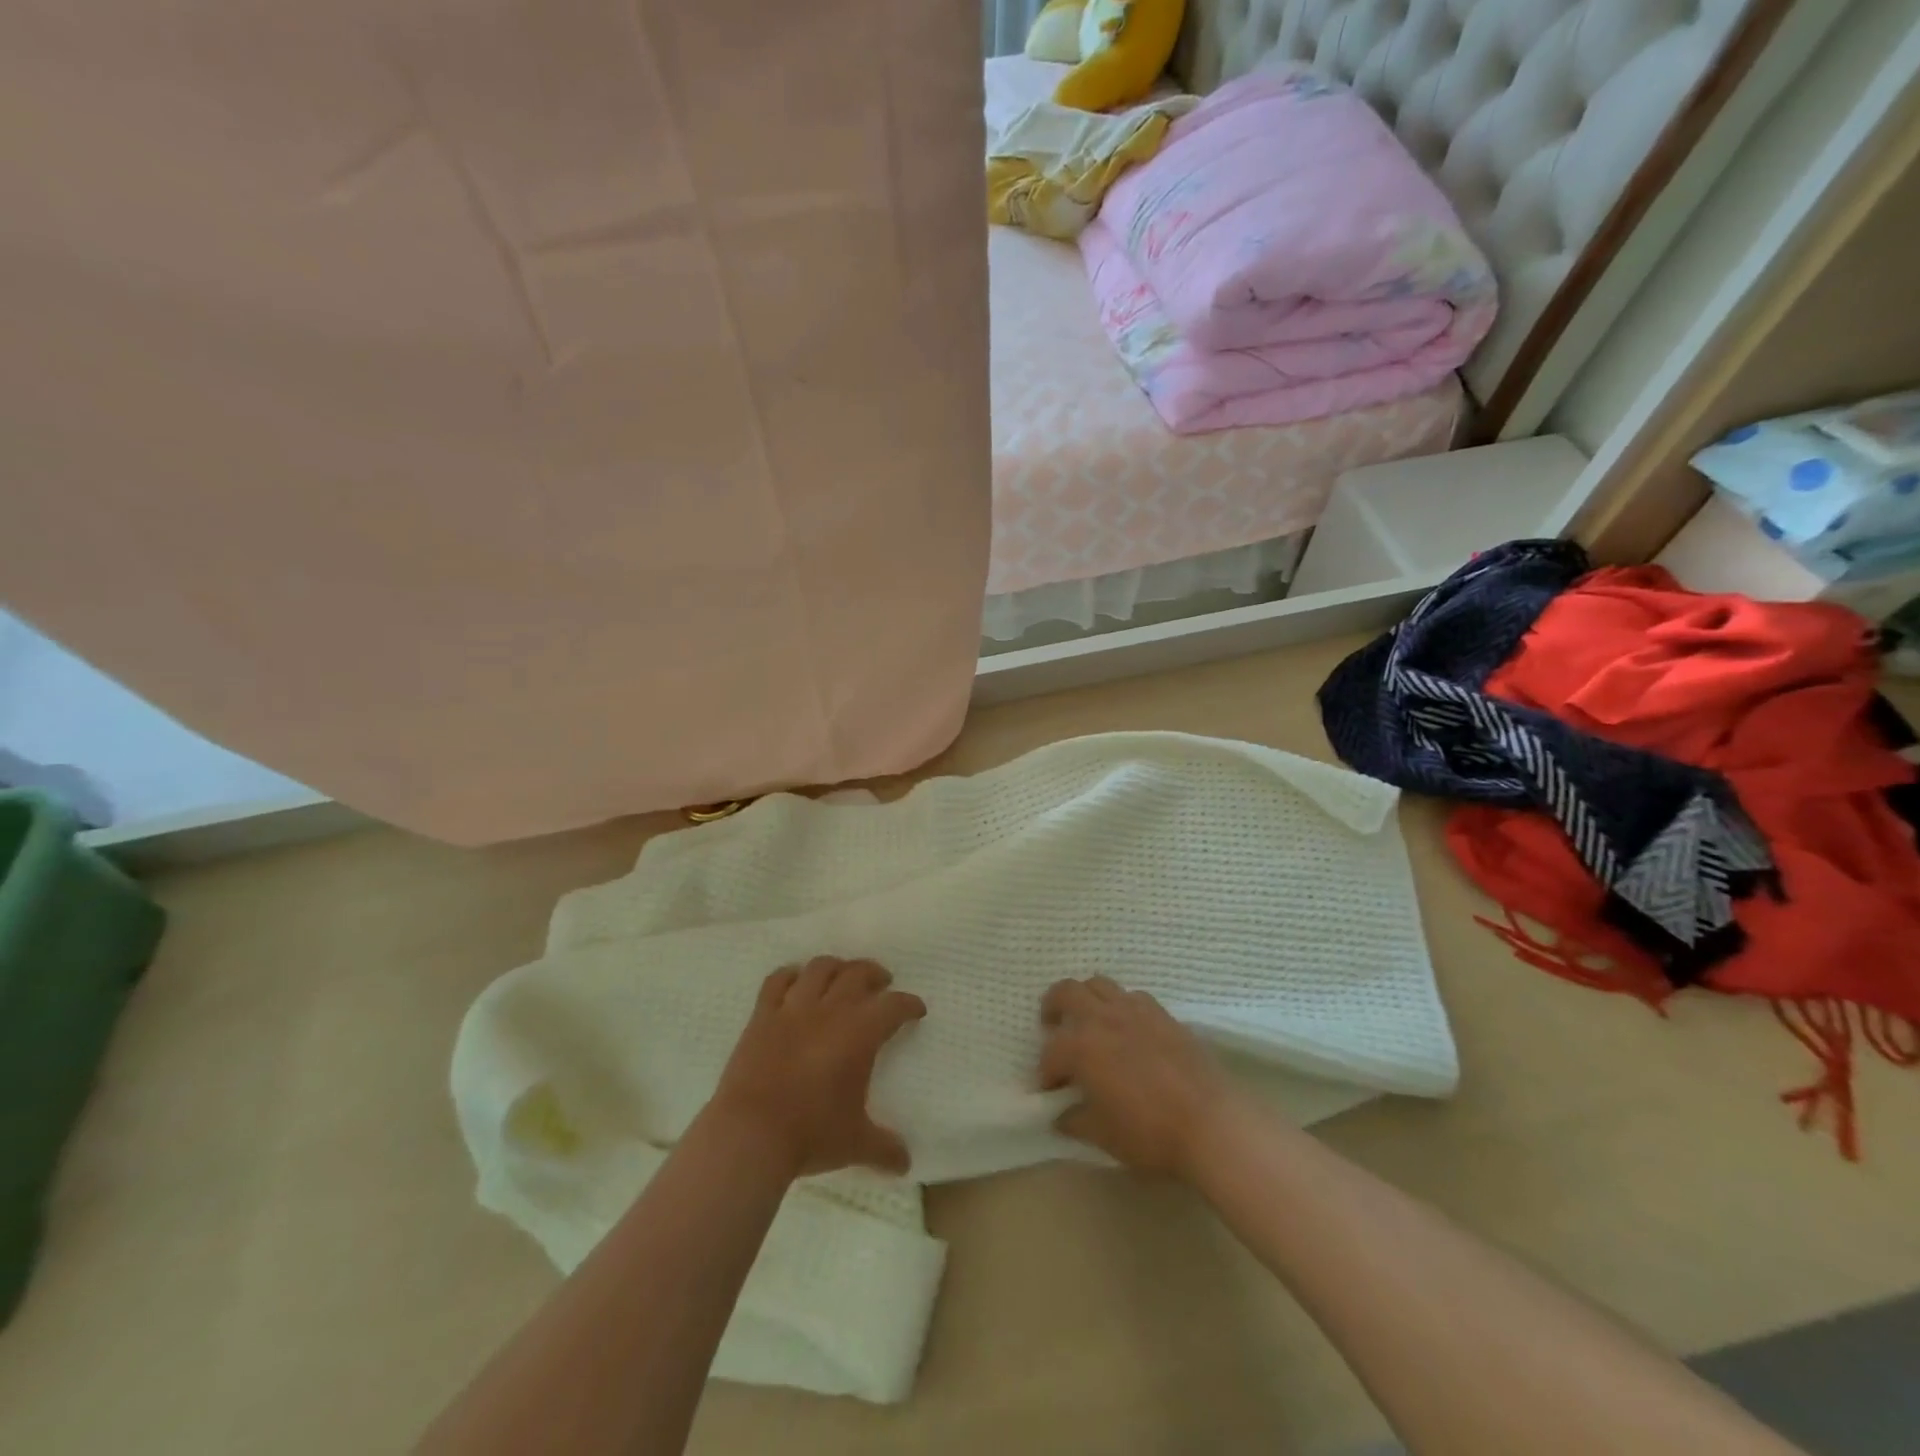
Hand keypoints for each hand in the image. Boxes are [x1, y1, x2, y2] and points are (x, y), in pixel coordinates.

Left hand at [709, 957, 925, 1179]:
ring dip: (836, 968)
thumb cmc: (810, 1134)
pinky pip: (777, 981)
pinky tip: (796, 981)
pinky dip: (790, 975)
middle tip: (882, 984)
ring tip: (842, 976)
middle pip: (858, 974)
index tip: (916, 1009)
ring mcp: (793, 1009)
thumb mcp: (855, 1144)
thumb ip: (884, 1148)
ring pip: (820, 969)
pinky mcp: (762, 1016)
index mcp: (860, 1033)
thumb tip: (905, 1163)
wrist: (750, 1134)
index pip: (894, 1006)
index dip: (909, 1004)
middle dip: (874, 975)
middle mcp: (830, 1010)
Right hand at [1039, 976, 1235, 1178]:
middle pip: (1066, 992)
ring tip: (1090, 1023)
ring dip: (1086, 999)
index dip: (1046, 1073)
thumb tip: (1061, 1115)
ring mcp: (1134, 1009)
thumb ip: (1075, 1121)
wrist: (1211, 1123)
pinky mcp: (1163, 1013)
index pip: (1050, 1052)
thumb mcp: (1103, 1136)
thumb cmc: (1150, 1132)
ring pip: (1099, 984)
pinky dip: (1121, 1006)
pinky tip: (1128, 1029)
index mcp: (1081, 1046)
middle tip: (1054, 1030)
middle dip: (1053, 1008)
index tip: (1051, 1092)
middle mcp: (1102, 1017)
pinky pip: (1132, 996)